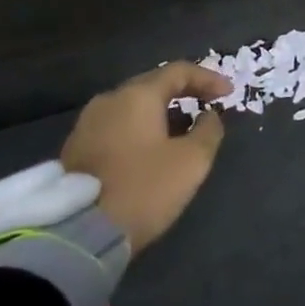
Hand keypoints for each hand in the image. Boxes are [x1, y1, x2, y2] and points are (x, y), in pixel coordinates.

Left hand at [59, 60, 232, 252]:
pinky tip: (152, 149)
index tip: (229, 93)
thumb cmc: (143, 189)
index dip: (208, 78)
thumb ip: (208, 131)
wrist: (78, 234)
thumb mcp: (191, 161)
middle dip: (184, 93)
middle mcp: (108, 100)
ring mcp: (86, 124)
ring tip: (182, 131)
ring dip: (161, 113)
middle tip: (207, 105)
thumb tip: (209, 116)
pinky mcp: (75, 149)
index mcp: (137, 96)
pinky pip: (117, 127)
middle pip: (153, 85)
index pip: (179, 71)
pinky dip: (140, 130)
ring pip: (132, 107)